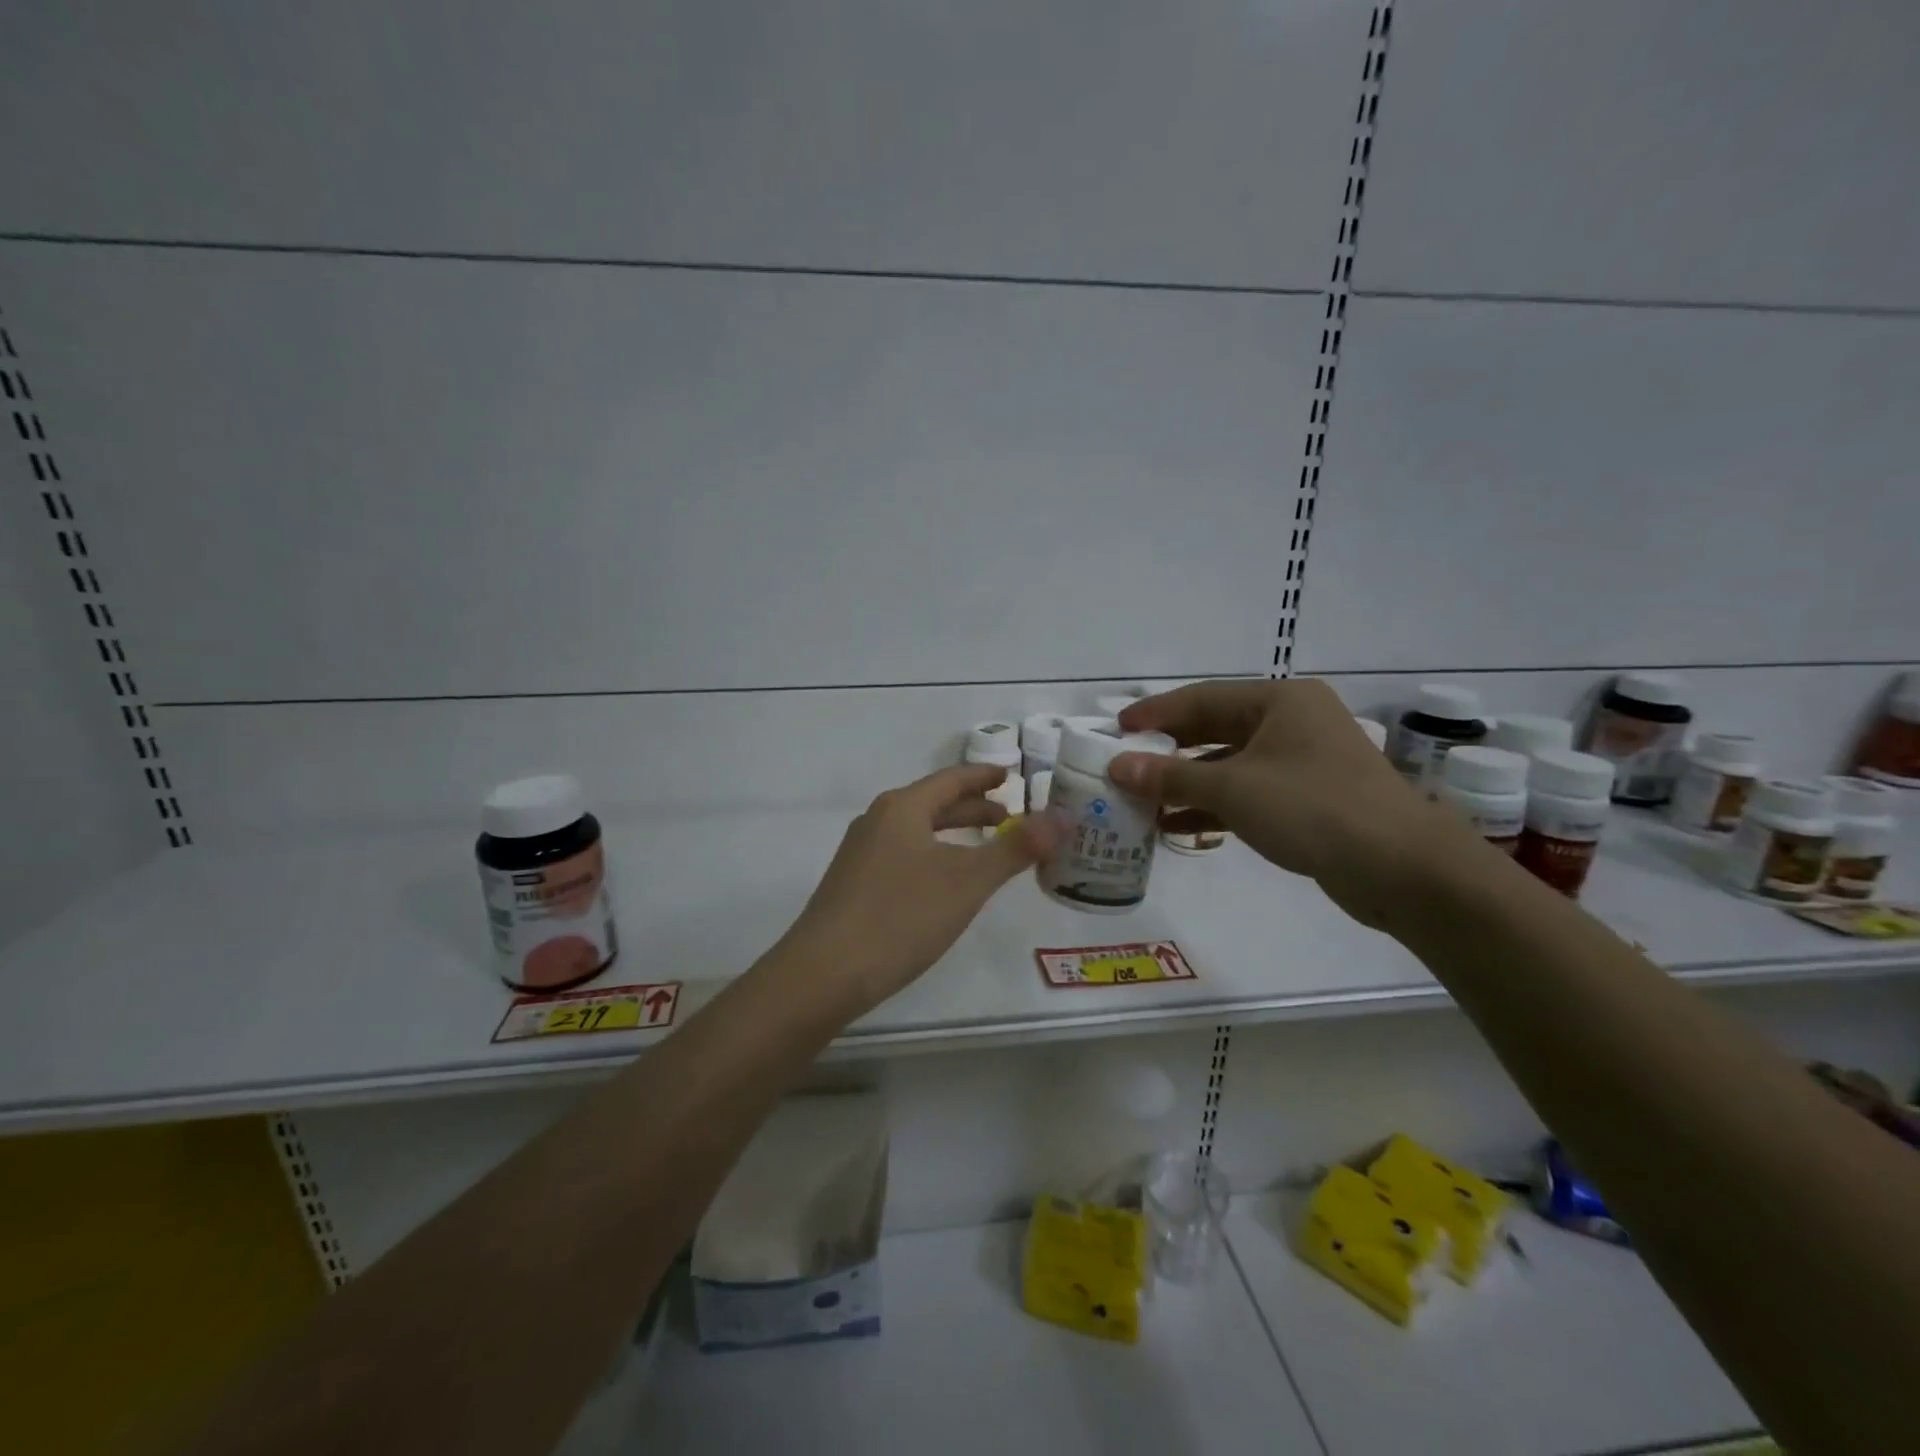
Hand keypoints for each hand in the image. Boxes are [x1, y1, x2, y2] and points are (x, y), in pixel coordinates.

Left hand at [782, 764, 1062, 1011]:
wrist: (824, 973)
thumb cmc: (901, 917)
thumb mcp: (967, 881)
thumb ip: (1016, 849)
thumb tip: (1063, 816)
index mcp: (902, 808)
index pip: (951, 780)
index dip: (983, 777)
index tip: (1009, 775)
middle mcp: (877, 822)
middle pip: (933, 804)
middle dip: (972, 809)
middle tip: (1009, 818)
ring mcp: (860, 854)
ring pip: (916, 831)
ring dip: (952, 834)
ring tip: (983, 849)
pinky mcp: (852, 885)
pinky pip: (902, 855)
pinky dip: (932, 856)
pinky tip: (942, 884)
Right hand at [1110, 678, 1478, 928]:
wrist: (1403, 869)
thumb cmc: (1314, 808)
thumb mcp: (1234, 789)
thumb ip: (1170, 777)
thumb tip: (1116, 767)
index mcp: (1279, 700)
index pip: (1201, 698)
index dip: (1155, 714)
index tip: (1115, 729)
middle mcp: (1291, 722)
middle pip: (1214, 729)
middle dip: (1168, 750)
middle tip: (1124, 764)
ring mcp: (1301, 762)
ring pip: (1229, 764)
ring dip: (1186, 784)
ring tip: (1141, 801)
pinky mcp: (1307, 799)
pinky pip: (1247, 793)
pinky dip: (1213, 806)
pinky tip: (1176, 827)